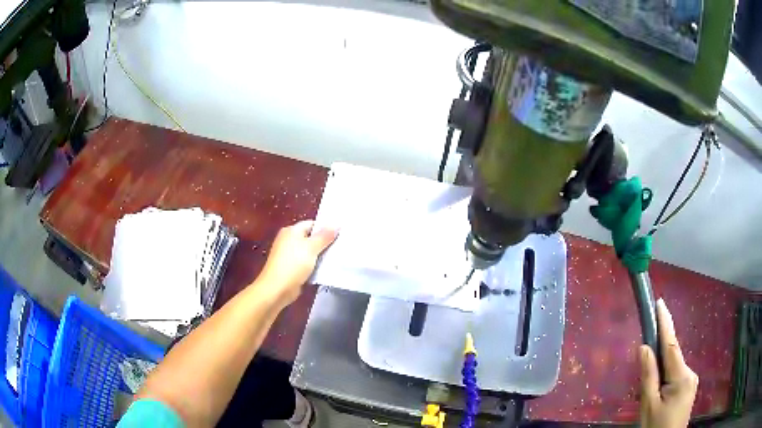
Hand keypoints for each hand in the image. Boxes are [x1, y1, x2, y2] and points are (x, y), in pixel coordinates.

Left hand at [256, 220, 337, 306]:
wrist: (277, 289)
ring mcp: (289, 255)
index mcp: (291, 231)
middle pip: (310, 238)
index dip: (325, 228)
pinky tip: (325, 269)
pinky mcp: (291, 268)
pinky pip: (307, 263)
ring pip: (309, 252)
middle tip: (341, 245)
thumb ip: (324, 236)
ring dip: (321, 255)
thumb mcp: (311, 247)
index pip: (311, 224)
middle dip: (324, 242)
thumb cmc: (293, 264)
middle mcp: (288, 241)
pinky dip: (315, 265)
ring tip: (337, 257)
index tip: (340, 233)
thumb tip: (336, 224)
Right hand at [640, 298, 698, 427]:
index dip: (665, 323)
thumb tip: (644, 348)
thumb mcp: (648, 405)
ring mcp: (692, 381)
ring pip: (674, 368)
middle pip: (673, 358)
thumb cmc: (655, 427)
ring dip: (662, 370)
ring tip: (651, 391)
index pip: (672, 345)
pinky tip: (660, 393)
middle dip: (660, 356)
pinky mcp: (689, 388)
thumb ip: (648, 377)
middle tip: (645, 363)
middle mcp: (690, 373)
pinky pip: (677, 376)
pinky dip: (667, 377)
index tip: (660, 303)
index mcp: (682, 377)